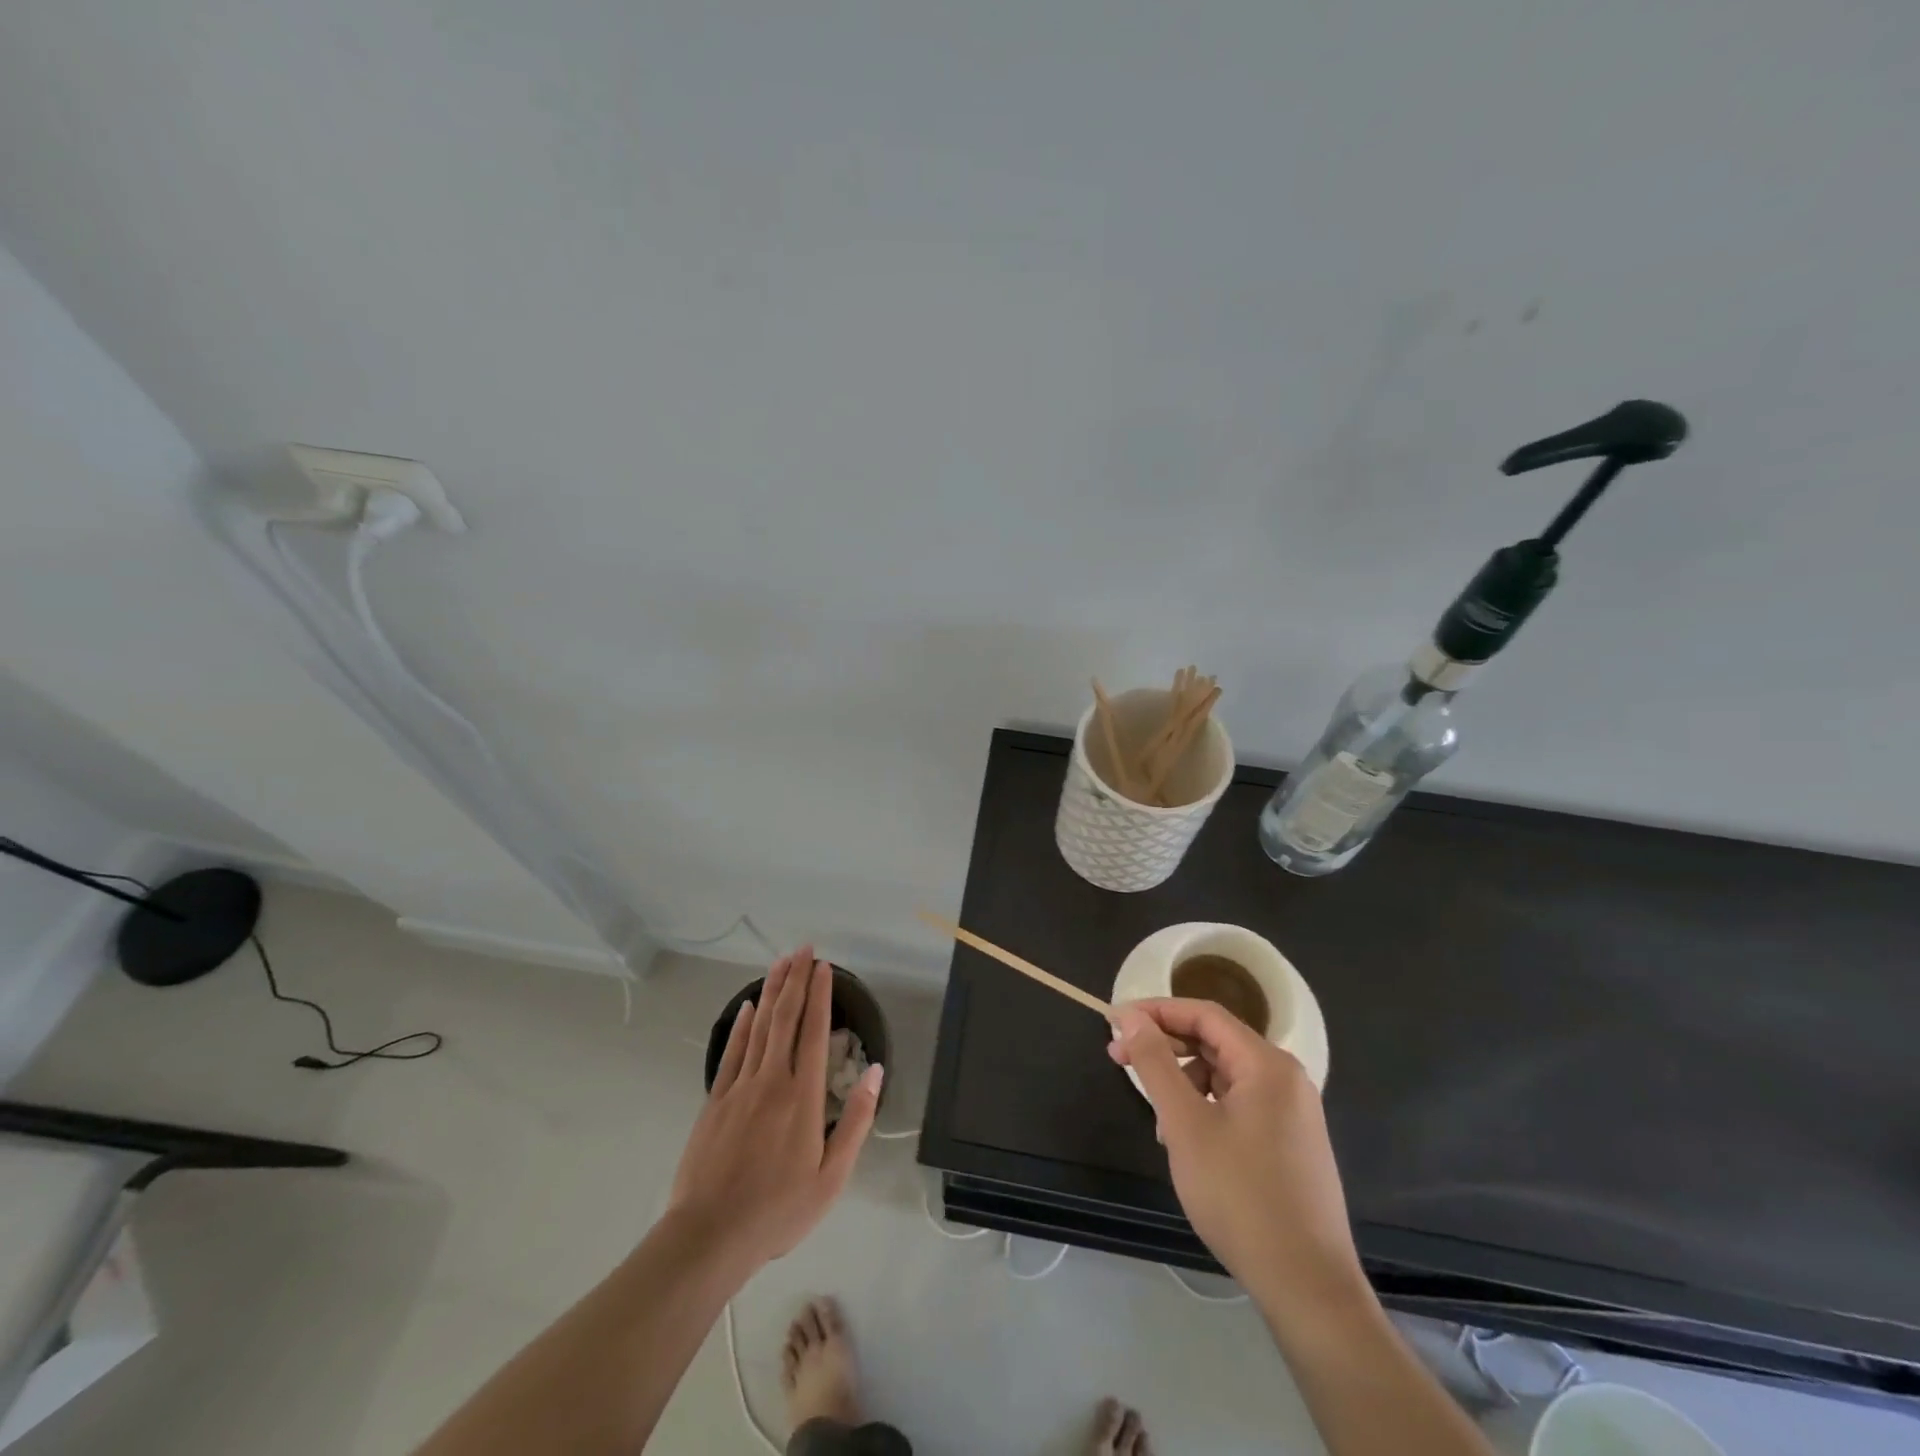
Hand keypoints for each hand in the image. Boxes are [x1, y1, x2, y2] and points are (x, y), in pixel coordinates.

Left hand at [668, 948, 881, 1268]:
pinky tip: (749, 1007)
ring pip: (759, 1027)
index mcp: (803, 1097)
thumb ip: (856, 1121)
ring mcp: (739, 1088)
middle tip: (803, 949)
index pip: (813, 1032)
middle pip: (785, 1019)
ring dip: (772, 991)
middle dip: (795, 980)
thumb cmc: (778, 1210)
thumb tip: (876, 1072)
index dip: (819, 996)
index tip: (823, 967)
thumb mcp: (831, 1177)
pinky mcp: (715, 1100)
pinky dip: (743, 1025)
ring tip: (780, 962)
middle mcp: (771, 1081)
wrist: (709, 1236)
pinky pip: (732, 1051)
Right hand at [1108, 997, 1365, 1317]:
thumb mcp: (1185, 1125)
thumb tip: (1133, 1018)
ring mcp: (1293, 1112)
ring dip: (1184, 1082)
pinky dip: (1207, 1107)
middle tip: (1119, 1059)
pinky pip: (1241, 1104)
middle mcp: (1286, 1078)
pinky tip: (1188, 1141)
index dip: (1156, 1011)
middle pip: (1216, 1041)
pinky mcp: (1292, 1143)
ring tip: (1158, 1119)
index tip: (1115, 1022)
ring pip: (1226, 1075)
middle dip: (1166, 1046)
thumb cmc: (1241, 1196)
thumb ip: (1156, 1063)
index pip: (1204, 1014)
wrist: (1308, 1287)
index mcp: (1267, 1064)